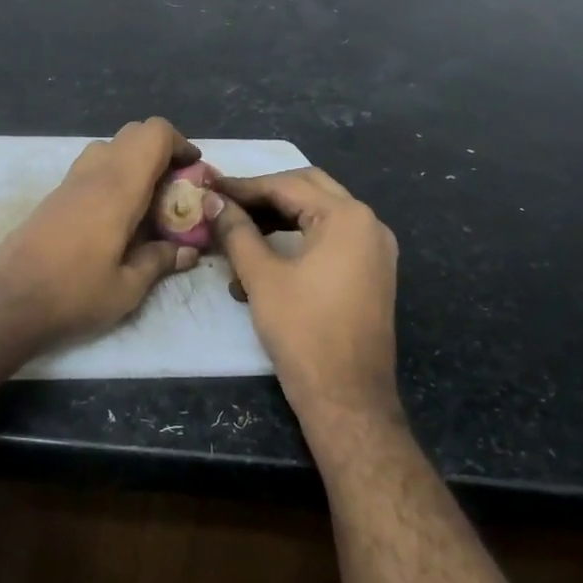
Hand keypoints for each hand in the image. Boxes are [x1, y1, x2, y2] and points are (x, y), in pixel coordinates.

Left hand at [0, 118, 203, 351]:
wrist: (6, 303)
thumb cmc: (73, 294)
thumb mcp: (127, 288)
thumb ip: (160, 261)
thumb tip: (187, 251)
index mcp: (119, 187)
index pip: (154, 133)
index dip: (180, 143)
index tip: (194, 171)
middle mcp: (94, 173)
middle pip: (133, 133)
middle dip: (160, 152)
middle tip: (174, 189)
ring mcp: (69, 182)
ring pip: (109, 148)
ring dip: (134, 163)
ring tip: (147, 203)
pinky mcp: (54, 196)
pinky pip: (91, 168)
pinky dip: (112, 177)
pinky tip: (117, 218)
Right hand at [211, 169, 400, 431]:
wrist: (347, 398)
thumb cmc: (303, 332)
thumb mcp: (262, 276)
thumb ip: (236, 230)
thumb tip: (212, 201)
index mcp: (347, 217)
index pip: (287, 185)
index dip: (243, 186)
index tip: (208, 186)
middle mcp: (368, 223)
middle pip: (308, 190)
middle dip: (264, 195)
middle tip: (225, 202)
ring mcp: (374, 249)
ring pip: (319, 214)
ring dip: (278, 217)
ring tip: (237, 230)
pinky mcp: (371, 272)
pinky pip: (331, 239)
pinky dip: (298, 239)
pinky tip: (263, 256)